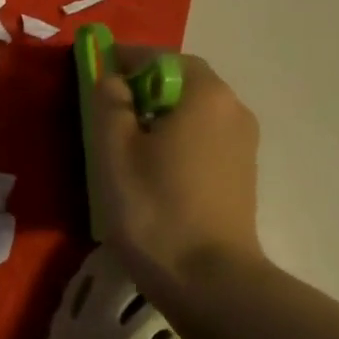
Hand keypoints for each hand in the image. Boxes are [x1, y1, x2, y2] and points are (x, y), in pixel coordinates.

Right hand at [88, 48, 266, 303]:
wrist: (208, 280)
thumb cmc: (153, 207)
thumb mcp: (114, 149)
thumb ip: (109, 101)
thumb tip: (112, 78)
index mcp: (205, 94)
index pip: (160, 58)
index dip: (124, 59)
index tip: (95, 70)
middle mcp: (233, 109)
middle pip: (181, 83)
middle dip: (142, 88)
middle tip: (106, 110)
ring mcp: (243, 144)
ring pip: (193, 113)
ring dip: (159, 115)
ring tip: (124, 144)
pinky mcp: (241, 174)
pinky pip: (202, 139)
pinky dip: (175, 139)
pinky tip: (152, 169)